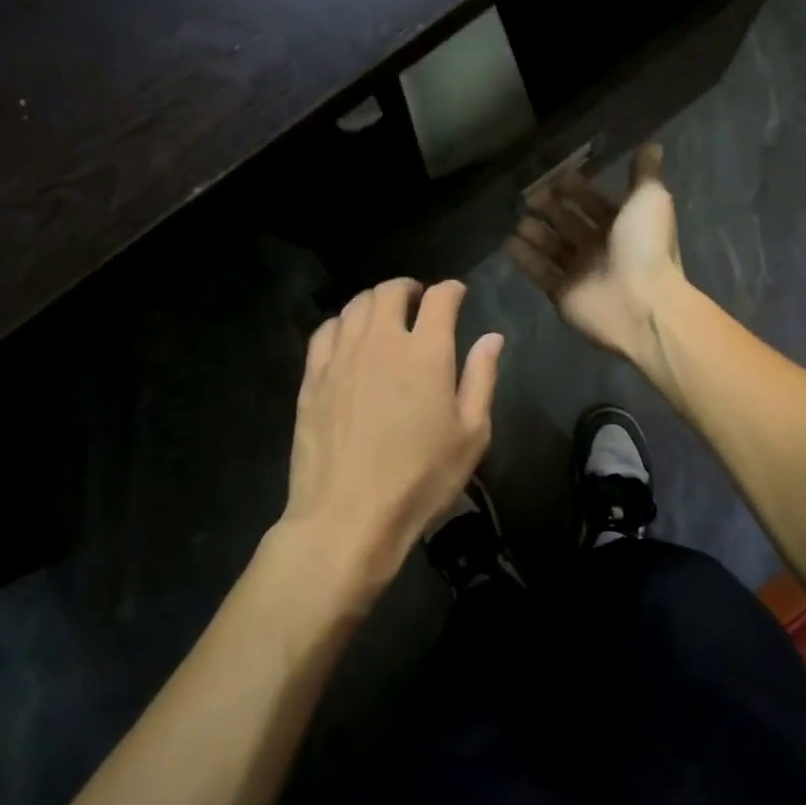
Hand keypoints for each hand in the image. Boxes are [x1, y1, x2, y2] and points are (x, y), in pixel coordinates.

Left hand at [280, 278, 502, 601]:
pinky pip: (325, 331)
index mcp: (426, 353)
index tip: (457, 295)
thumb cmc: (420, 480)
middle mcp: (381, 342)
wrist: (347, 517)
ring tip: (385, 315)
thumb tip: (492, 337)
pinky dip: (342, 323)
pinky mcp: (312, 378)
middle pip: (390, 291)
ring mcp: (341, 357)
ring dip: (375, 301)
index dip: (451, 290)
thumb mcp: (471, 435)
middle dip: (408, 288)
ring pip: (355, 306)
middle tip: (418, 300)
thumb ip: (481, 378)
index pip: (439, 298)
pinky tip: (348, 337)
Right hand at [508, 142, 685, 370]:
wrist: (642, 303)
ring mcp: (581, 273)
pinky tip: (509, 242)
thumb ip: (644, 173)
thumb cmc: (646, 247)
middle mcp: (601, 249)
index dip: (577, 189)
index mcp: (623, 226)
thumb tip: (652, 145)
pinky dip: (526, 258)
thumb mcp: (650, 199)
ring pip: (553, 247)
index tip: (556, 174)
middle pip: (570, 223)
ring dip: (536, 232)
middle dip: (551, 207)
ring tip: (518, 217)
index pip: (595, 203)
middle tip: (529, 194)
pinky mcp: (563, 294)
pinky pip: (540, 272)